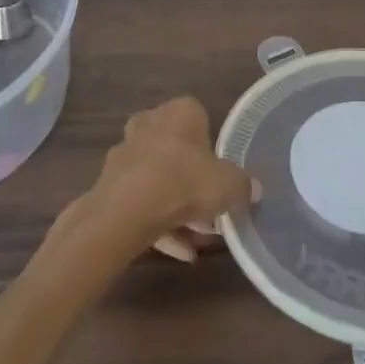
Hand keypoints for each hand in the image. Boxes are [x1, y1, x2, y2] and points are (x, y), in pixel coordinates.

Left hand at [80, 97, 258, 263]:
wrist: (126, 211)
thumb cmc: (185, 182)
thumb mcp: (229, 185)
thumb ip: (244, 186)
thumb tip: (255, 189)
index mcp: (180, 111)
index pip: (200, 118)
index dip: (212, 148)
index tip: (221, 174)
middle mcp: (150, 123)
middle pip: (176, 150)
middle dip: (192, 180)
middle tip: (210, 210)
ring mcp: (126, 152)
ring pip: (158, 178)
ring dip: (176, 207)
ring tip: (196, 241)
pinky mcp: (109, 183)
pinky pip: (140, 202)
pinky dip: (158, 224)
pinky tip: (178, 251)